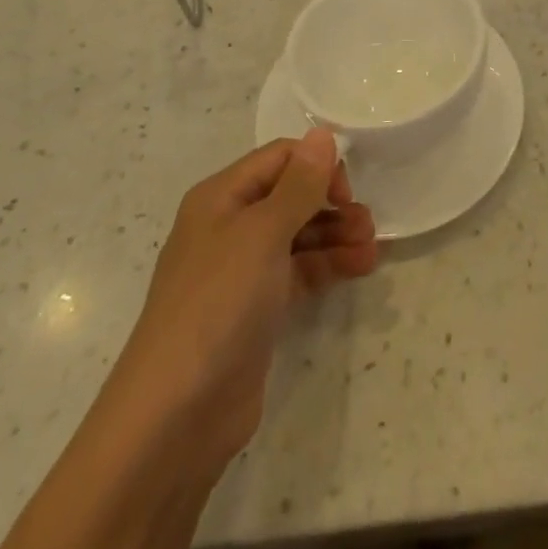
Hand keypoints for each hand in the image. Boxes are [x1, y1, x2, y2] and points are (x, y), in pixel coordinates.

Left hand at [110, 128, 376, 475]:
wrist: (175, 415)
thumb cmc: (218, 305)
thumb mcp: (262, 234)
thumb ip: (299, 185)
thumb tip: (323, 133)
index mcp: (221, 198)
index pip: (279, 159)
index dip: (316, 165)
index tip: (347, 190)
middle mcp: (230, 226)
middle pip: (291, 196)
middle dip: (331, 203)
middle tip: (367, 223)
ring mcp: (242, 271)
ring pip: (299, 235)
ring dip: (337, 234)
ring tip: (372, 248)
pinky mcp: (256, 309)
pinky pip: (299, 271)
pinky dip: (329, 265)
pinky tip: (361, 267)